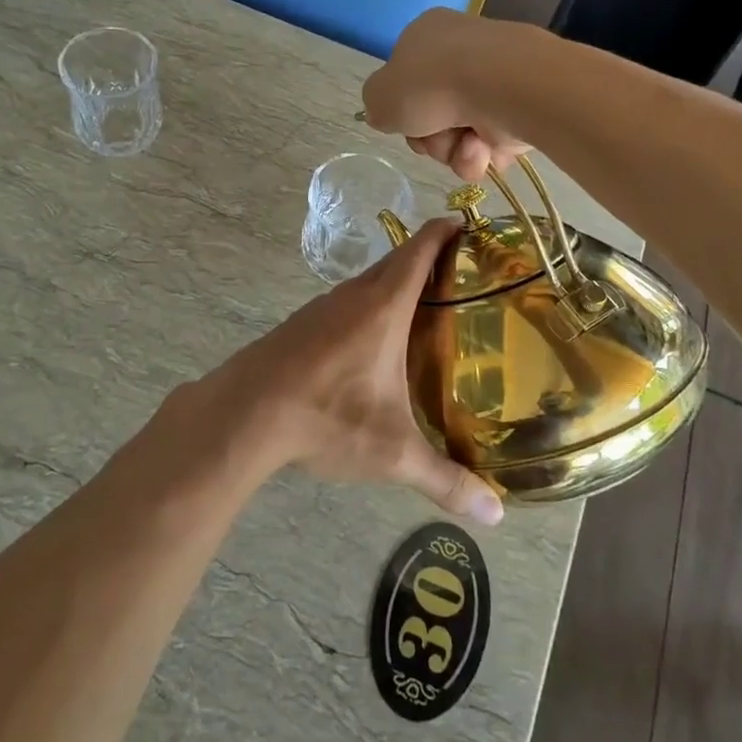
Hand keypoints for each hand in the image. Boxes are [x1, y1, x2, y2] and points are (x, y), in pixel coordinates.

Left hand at [195, 219, 503, 525]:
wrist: (244, 412)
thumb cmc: (326, 416)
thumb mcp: (392, 452)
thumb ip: (446, 480)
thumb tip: (497, 515)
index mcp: (383, 306)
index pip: (420, 249)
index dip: (445, 231)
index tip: (469, 225)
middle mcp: (353, 295)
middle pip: (397, 262)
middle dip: (430, 260)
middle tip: (465, 278)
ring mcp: (321, 307)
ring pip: (368, 284)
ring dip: (396, 286)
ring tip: (427, 311)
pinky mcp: (301, 325)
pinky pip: (345, 303)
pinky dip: (369, 307)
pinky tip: (374, 342)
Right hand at [362, 9, 529, 182]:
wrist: (502, 86)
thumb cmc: (432, 83)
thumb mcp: (380, 95)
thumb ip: (376, 106)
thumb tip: (388, 115)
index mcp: (426, 35)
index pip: (405, 78)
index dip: (401, 108)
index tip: (402, 122)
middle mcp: (462, 51)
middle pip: (431, 113)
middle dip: (429, 137)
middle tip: (431, 138)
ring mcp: (495, 79)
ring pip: (459, 133)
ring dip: (454, 150)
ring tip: (466, 145)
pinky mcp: (522, 105)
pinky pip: (491, 143)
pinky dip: (484, 154)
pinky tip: (485, 150)